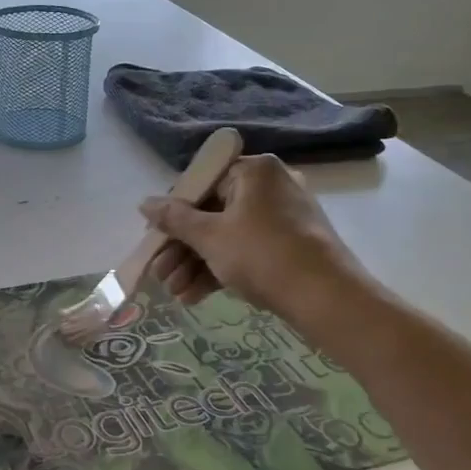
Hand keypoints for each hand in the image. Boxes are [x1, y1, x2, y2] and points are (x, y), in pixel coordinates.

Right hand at [141, 155, 372, 319]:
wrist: (326, 297)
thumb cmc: (262, 255)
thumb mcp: (210, 237)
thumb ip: (174, 219)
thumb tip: (144, 203)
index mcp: (253, 171)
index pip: (200, 184)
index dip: (172, 213)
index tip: (155, 239)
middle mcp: (269, 186)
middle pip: (211, 213)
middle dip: (182, 249)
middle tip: (160, 274)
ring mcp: (282, 217)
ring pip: (227, 236)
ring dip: (196, 264)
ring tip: (175, 293)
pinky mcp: (289, 245)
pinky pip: (246, 250)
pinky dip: (221, 270)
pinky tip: (194, 297)